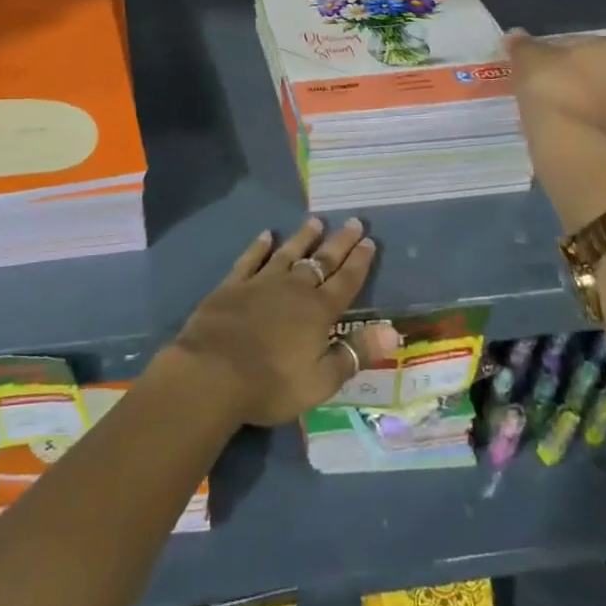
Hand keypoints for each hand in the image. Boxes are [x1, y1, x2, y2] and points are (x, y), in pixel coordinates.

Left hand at [165, 218, 401, 427]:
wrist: (212, 372)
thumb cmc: (271, 384)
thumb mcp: (321, 380)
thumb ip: (355, 353)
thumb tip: (392, 330)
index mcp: (318, 312)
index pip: (346, 282)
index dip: (359, 262)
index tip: (369, 241)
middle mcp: (293, 289)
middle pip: (321, 261)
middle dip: (339, 242)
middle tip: (353, 221)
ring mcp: (261, 283)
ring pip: (288, 253)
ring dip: (303, 238)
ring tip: (316, 221)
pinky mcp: (233, 285)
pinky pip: (250, 259)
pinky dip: (259, 246)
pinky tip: (266, 235)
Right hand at [503, 29, 605, 146]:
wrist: (568, 139)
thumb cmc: (550, 85)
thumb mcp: (527, 57)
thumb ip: (522, 44)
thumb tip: (515, 35)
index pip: (580, 44)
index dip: (553, 52)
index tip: (534, 64)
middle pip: (595, 71)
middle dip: (573, 76)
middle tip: (543, 85)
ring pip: (599, 97)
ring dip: (581, 100)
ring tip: (550, 108)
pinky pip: (598, 122)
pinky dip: (583, 121)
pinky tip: (561, 125)